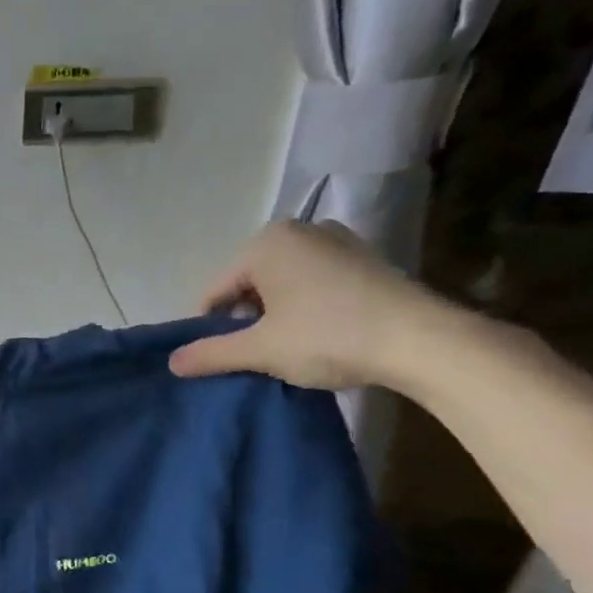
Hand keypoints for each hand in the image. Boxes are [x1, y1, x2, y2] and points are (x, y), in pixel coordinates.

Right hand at [167, 221, 447, 389]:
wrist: (422, 341)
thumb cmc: (327, 336)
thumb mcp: (260, 350)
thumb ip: (211, 354)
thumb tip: (171, 362)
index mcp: (265, 243)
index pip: (215, 291)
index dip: (211, 329)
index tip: (222, 359)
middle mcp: (299, 230)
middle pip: (248, 285)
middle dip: (245, 320)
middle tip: (258, 355)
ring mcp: (336, 241)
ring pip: (281, 285)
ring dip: (275, 316)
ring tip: (288, 349)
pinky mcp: (364, 259)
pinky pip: (313, 283)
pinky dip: (305, 307)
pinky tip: (319, 335)